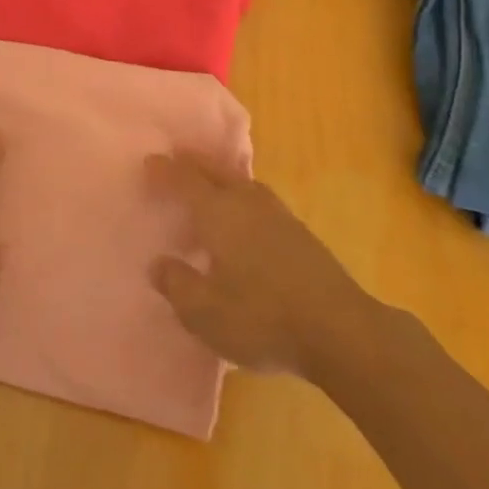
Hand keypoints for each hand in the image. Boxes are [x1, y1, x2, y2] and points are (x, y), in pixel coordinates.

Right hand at [148, 152, 374, 379]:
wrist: (339, 330)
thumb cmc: (262, 318)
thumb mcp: (204, 312)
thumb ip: (177, 284)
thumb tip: (159, 264)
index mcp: (219, 213)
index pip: (185, 181)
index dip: (165, 171)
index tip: (149, 161)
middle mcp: (247, 202)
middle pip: (215, 171)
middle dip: (193, 163)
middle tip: (176, 158)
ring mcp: (278, 215)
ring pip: (242, 182)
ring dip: (221, 176)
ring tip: (209, 182)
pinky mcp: (300, 233)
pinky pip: (259, 199)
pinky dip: (242, 195)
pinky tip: (244, 215)